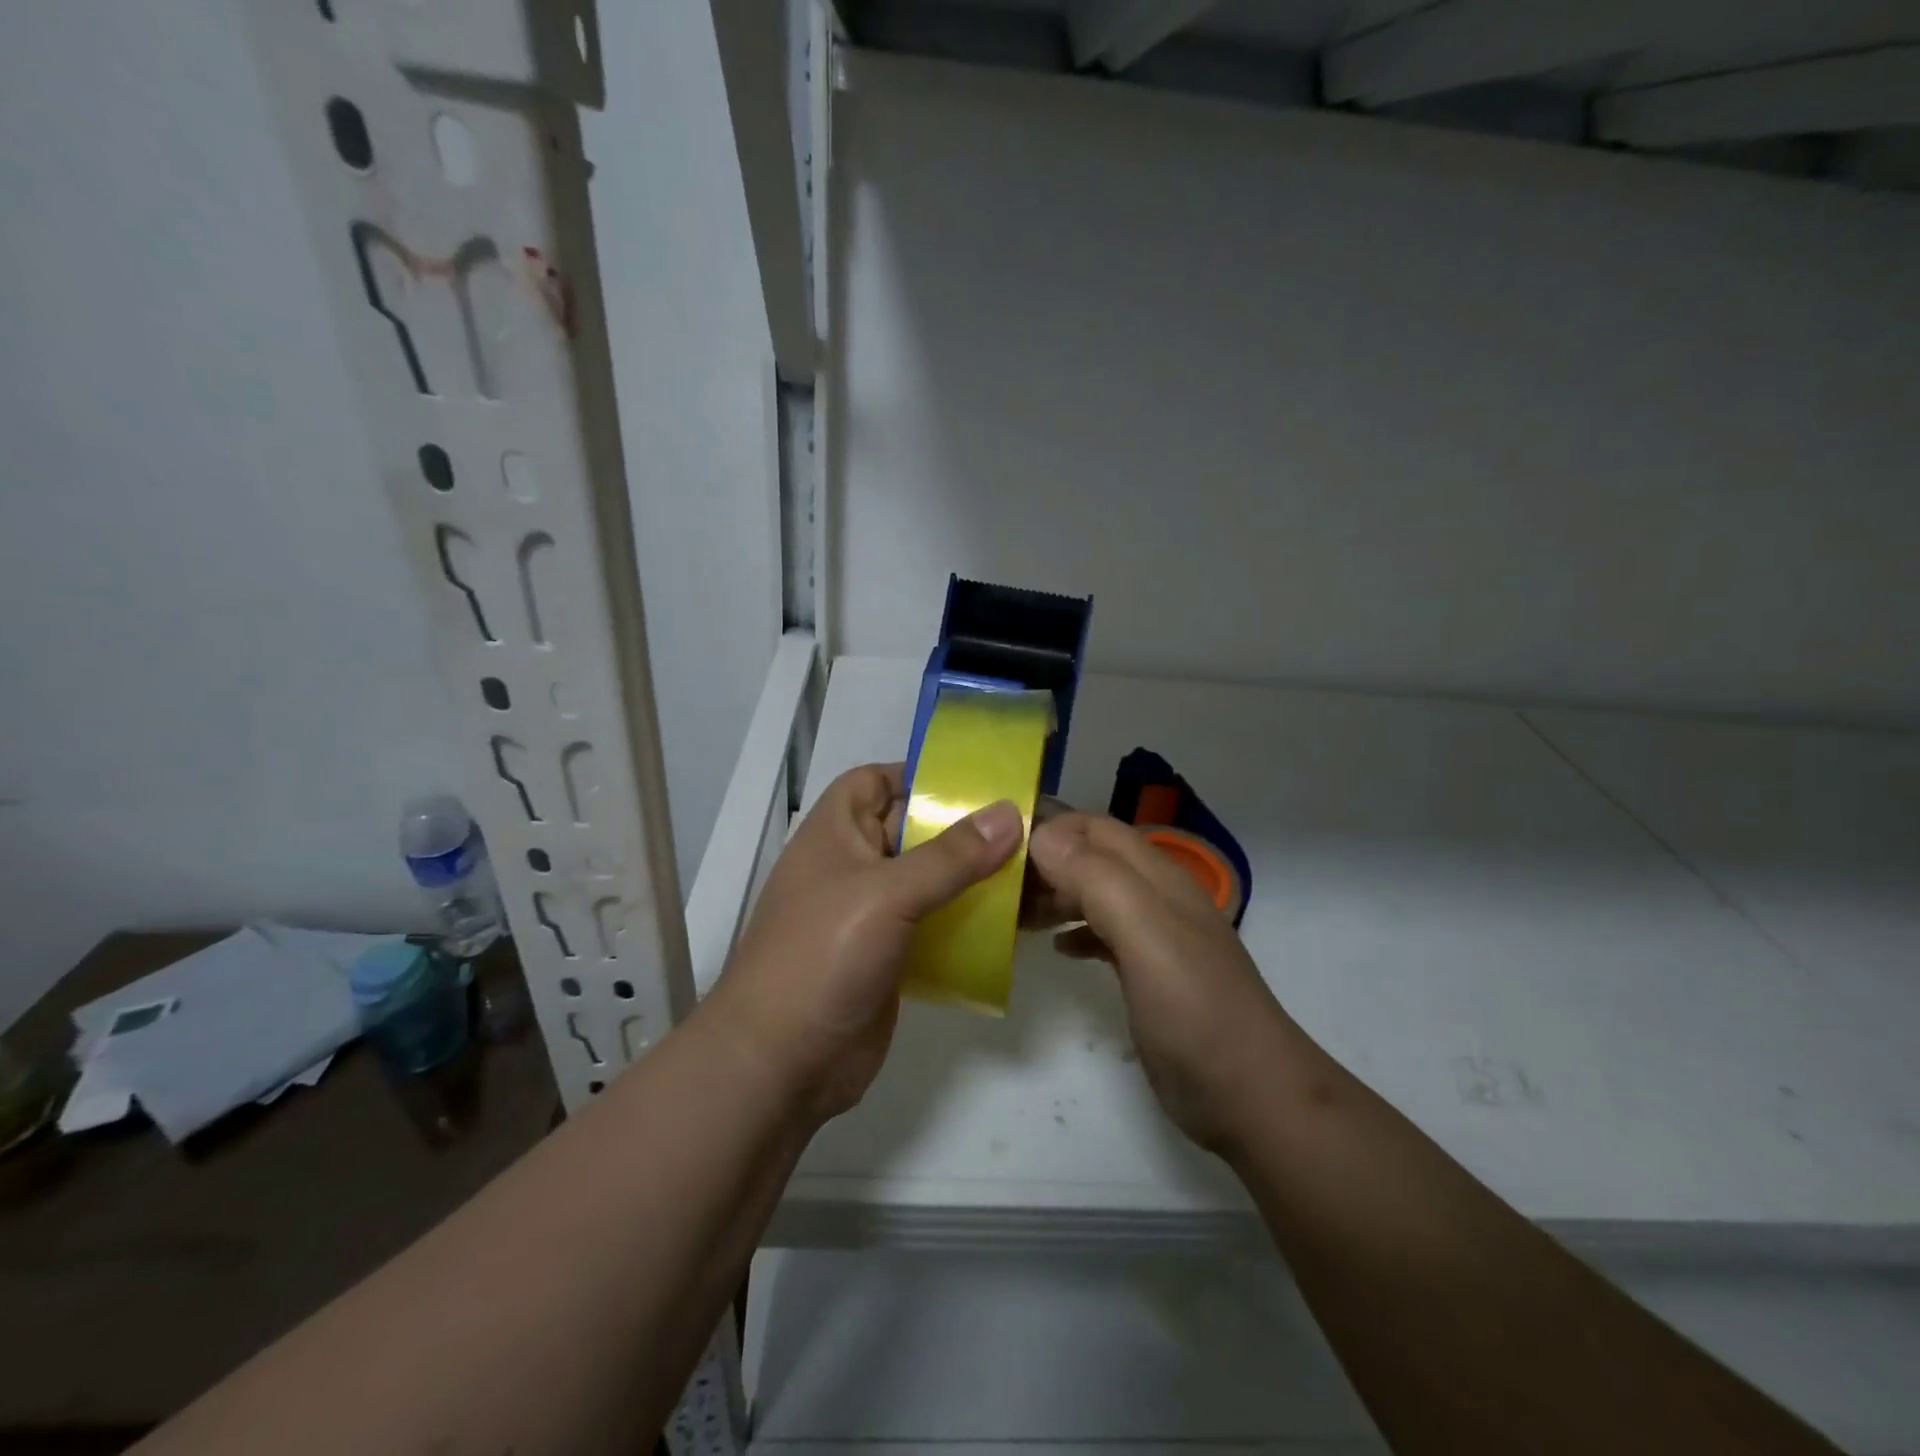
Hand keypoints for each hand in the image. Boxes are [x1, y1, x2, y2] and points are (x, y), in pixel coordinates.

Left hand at [700, 763, 1022, 1126]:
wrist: (781, 1063)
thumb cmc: (823, 955)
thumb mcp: (888, 894)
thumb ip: (951, 855)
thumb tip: (1009, 812)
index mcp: (835, 833)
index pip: (874, 781)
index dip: (918, 775)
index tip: (977, 783)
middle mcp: (852, 866)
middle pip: (911, 830)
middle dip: (963, 828)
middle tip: (1027, 827)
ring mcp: (869, 915)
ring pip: (928, 881)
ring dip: (971, 878)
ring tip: (1031, 872)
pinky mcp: (888, 956)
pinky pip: (934, 925)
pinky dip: (966, 921)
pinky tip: (1009, 925)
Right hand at [1026, 811, 1297, 1152]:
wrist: (1250, 1094)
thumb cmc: (1193, 1009)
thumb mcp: (1145, 935)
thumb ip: (1096, 880)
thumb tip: (1041, 836)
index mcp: (1156, 877)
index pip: (1094, 828)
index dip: (1050, 828)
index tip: (1000, 849)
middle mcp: (1156, 897)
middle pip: (1093, 858)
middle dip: (1046, 862)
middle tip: (999, 888)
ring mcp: (1155, 937)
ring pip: (1096, 894)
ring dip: (1056, 895)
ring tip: (1015, 915)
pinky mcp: (1150, 974)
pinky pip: (1104, 934)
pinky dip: (1075, 932)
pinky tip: (1056, 950)